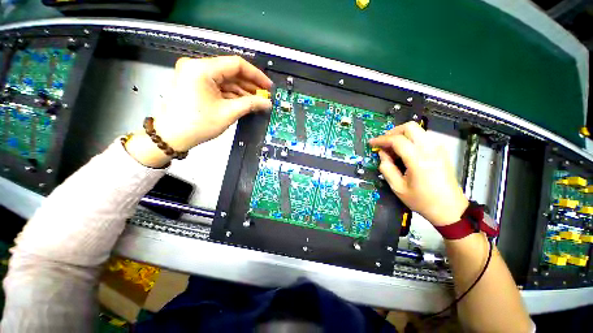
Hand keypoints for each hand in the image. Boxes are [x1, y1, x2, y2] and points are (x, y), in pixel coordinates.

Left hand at [155, 56, 272, 150]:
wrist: (172, 137)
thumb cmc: (198, 124)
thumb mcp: (228, 113)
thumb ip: (250, 104)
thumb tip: (267, 103)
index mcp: (202, 68)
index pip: (236, 64)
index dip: (256, 75)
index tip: (268, 86)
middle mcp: (197, 66)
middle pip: (231, 71)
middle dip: (250, 85)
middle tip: (264, 96)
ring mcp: (195, 75)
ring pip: (225, 80)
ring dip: (242, 91)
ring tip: (257, 101)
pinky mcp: (195, 84)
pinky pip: (218, 86)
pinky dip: (232, 94)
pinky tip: (244, 102)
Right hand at [369, 122, 467, 225]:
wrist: (450, 209)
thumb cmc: (422, 201)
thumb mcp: (398, 188)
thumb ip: (386, 168)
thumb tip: (382, 154)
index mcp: (418, 160)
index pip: (397, 140)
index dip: (381, 139)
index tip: (372, 143)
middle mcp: (430, 149)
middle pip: (410, 127)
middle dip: (393, 132)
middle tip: (384, 143)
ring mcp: (438, 149)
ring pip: (417, 130)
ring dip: (402, 135)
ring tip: (393, 148)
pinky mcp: (441, 151)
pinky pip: (423, 137)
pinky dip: (411, 139)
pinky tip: (405, 152)